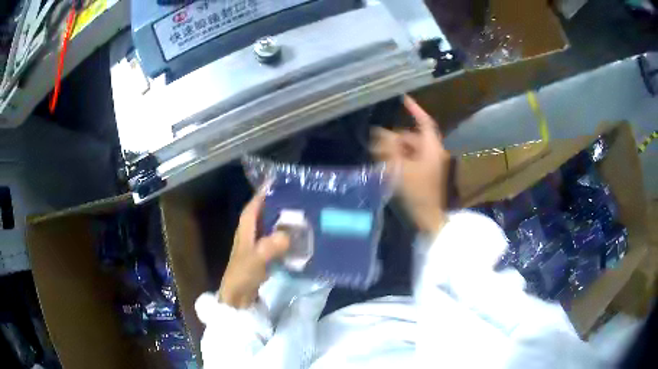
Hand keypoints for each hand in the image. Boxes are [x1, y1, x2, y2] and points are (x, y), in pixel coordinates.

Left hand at [219, 192, 289, 308]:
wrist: (237, 295)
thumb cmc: (242, 274)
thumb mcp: (256, 258)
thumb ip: (271, 245)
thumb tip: (289, 234)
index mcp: (246, 227)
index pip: (255, 203)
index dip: (265, 192)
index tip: (281, 182)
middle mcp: (251, 231)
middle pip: (265, 212)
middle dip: (279, 203)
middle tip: (300, 197)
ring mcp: (257, 243)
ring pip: (271, 225)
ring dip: (284, 220)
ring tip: (304, 214)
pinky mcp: (263, 254)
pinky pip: (276, 239)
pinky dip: (285, 236)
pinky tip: (299, 237)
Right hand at [371, 95, 450, 234]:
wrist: (427, 218)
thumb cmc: (416, 192)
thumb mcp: (399, 168)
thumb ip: (388, 148)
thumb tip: (380, 133)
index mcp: (432, 148)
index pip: (424, 122)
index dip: (414, 109)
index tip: (402, 98)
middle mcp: (433, 153)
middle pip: (413, 137)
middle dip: (395, 137)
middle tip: (376, 141)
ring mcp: (430, 165)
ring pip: (410, 149)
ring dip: (395, 150)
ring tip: (378, 154)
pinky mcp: (425, 175)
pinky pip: (411, 160)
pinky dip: (400, 160)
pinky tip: (387, 165)